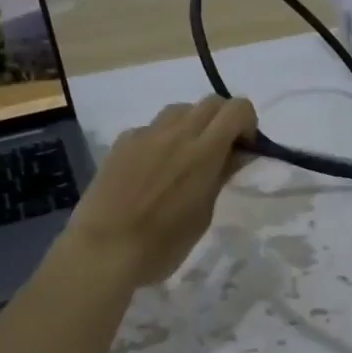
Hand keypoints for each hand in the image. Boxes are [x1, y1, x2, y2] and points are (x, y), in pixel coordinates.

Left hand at [63, 97, 256, 286]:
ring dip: (193, 124)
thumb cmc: (163, 244)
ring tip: (186, 156)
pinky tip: (153, 169)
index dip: (247, 123)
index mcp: (203, 152)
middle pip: (210, 102)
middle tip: (221, 150)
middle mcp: (176, 133)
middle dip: (223, 120)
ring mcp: (145, 135)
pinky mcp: (122, 142)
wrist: (103, 250)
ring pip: (179, 110)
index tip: (243, 148)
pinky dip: (162, 139)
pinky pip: (151, 128)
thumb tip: (238, 154)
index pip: (237, 109)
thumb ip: (221, 176)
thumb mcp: (203, 214)